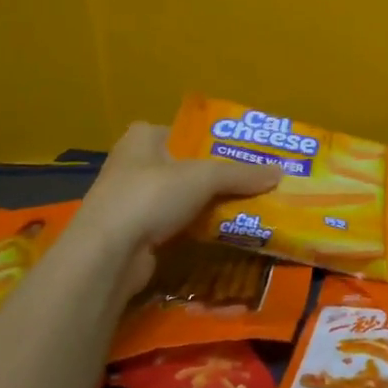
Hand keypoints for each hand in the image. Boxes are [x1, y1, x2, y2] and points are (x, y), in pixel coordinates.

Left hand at [68, 121, 280, 297]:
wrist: (107, 255)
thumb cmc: (150, 197)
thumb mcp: (203, 177)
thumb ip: (241, 174)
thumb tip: (280, 173)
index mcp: (143, 138)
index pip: (186, 132)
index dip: (216, 141)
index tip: (246, 153)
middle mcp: (133, 164)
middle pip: (187, 166)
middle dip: (218, 177)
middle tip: (255, 182)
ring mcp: (131, 200)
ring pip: (182, 198)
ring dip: (208, 205)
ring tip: (248, 208)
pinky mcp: (134, 233)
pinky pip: (175, 224)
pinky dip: (196, 228)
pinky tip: (223, 233)